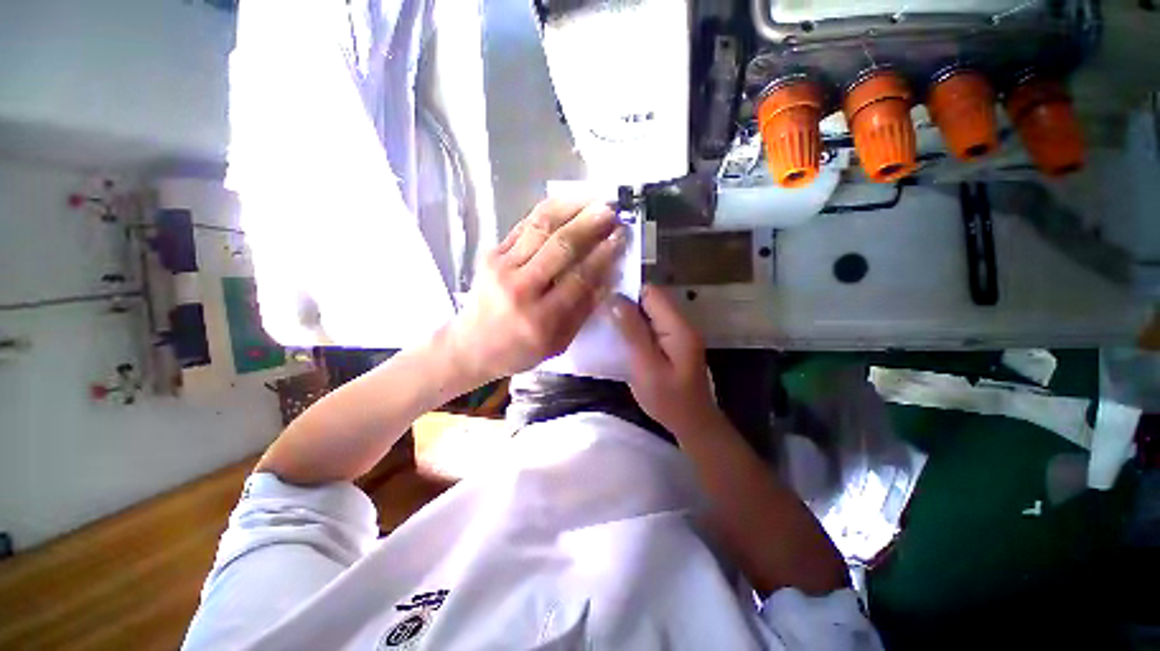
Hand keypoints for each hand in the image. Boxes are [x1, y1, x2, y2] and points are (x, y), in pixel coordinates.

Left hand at [446, 198, 625, 382]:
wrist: (472, 345)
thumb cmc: (520, 349)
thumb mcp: (559, 342)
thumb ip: (584, 309)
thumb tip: (608, 275)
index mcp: (541, 319)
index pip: (579, 278)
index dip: (602, 254)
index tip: (620, 236)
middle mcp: (520, 289)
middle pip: (560, 247)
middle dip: (590, 224)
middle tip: (611, 210)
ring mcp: (501, 267)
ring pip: (540, 227)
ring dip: (570, 208)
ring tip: (592, 198)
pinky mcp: (490, 253)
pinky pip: (524, 226)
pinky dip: (548, 211)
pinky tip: (567, 203)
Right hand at [610, 285, 723, 437]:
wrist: (692, 424)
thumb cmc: (668, 399)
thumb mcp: (646, 366)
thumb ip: (632, 332)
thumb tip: (616, 300)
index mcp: (678, 327)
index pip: (652, 293)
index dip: (628, 292)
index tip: (603, 298)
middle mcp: (681, 324)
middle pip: (651, 300)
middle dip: (626, 303)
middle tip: (600, 312)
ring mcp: (678, 333)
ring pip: (650, 312)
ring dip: (629, 316)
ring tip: (606, 323)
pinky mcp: (673, 343)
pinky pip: (652, 326)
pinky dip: (635, 328)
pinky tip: (621, 336)